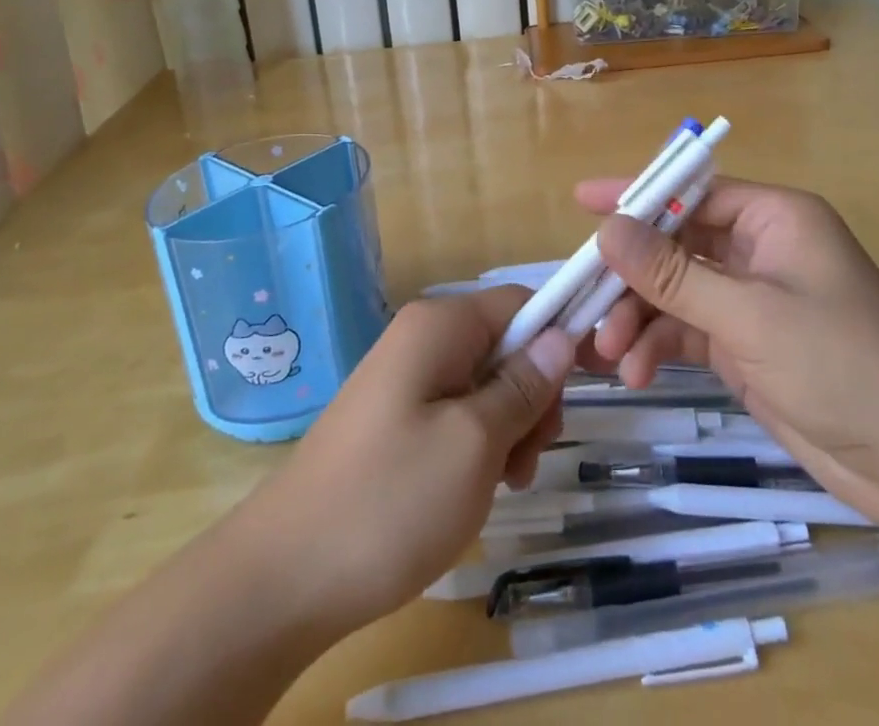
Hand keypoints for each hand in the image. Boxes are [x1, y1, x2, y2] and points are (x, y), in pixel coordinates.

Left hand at [232, 288, 574, 636]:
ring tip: (503, 483)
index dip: (562, 334)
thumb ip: (523, 385)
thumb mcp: (475, 443)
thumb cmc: (390, 500)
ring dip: (509, 428)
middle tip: (529, 456)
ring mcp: (406, 379)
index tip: (594, 383)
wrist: (284, 576)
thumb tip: (561, 337)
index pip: (521, 302)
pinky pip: (457, 413)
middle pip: (505, 344)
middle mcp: (422, 338)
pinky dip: (478, 445)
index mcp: (440, 325)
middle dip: (531, 395)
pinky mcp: (396, 418)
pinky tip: (475, 489)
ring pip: (486, 384)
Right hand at [580, 177, 878, 531]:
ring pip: (674, 292)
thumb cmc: (843, 364)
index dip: (637, 194)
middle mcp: (758, 250)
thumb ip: (674, 274)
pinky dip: (658, 347)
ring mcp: (750, 300)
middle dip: (631, 275)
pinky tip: (636, 372)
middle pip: (675, 244)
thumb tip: (608, 230)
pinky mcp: (745, 345)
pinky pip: (686, 331)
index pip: (692, 191)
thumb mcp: (751, 315)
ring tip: (609, 355)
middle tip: (584, 301)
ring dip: (639, 318)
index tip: (582, 200)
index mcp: (773, 218)